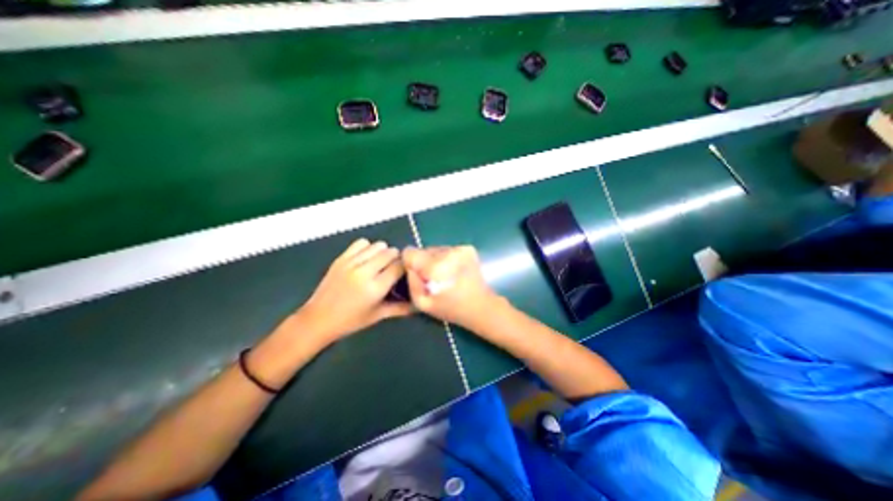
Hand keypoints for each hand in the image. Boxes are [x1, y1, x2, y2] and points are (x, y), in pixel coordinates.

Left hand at [295, 238, 417, 343]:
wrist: (318, 319)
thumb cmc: (351, 321)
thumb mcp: (378, 316)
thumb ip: (400, 309)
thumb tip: (419, 305)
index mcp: (376, 288)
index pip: (399, 266)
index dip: (406, 266)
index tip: (405, 271)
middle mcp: (365, 272)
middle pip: (390, 252)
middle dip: (396, 258)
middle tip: (393, 268)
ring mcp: (351, 263)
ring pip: (377, 245)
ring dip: (383, 251)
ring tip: (380, 262)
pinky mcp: (341, 258)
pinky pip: (361, 243)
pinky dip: (368, 247)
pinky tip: (366, 258)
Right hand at [403, 245, 501, 330]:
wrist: (480, 306)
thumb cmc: (450, 308)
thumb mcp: (421, 303)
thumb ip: (411, 281)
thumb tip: (410, 266)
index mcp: (434, 267)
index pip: (410, 252)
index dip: (410, 263)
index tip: (418, 275)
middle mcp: (447, 252)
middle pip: (424, 250)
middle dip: (425, 262)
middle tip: (434, 279)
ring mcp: (460, 249)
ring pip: (437, 249)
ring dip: (437, 260)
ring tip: (446, 276)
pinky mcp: (468, 248)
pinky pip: (448, 250)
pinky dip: (448, 259)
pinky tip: (455, 272)